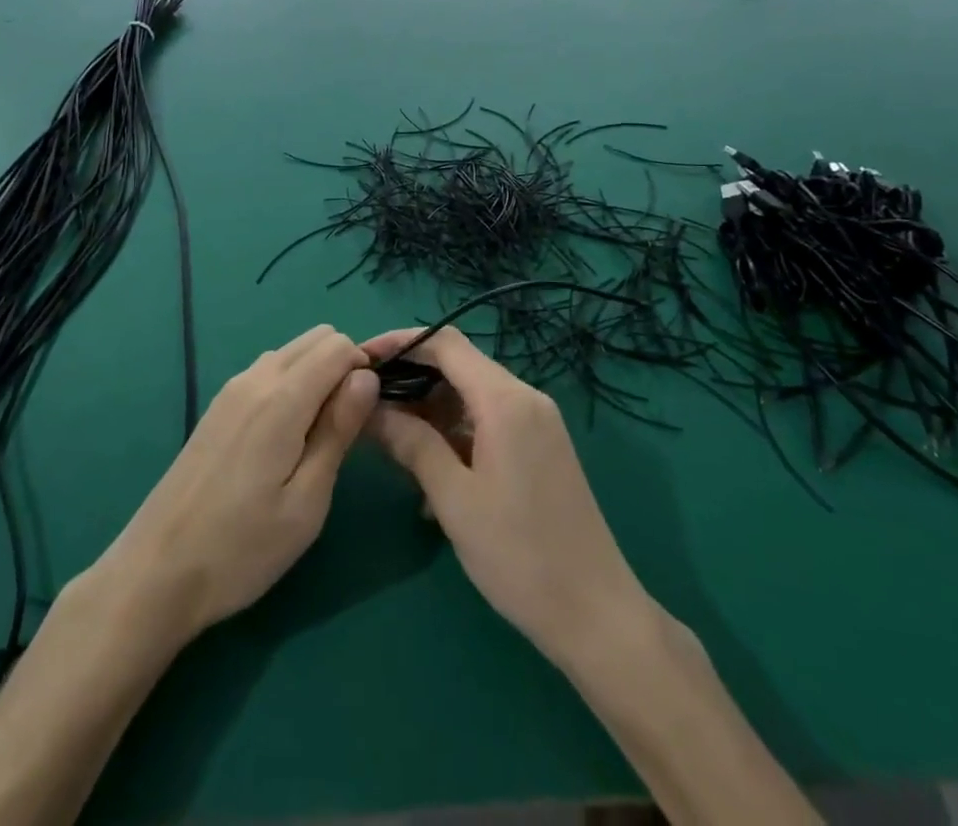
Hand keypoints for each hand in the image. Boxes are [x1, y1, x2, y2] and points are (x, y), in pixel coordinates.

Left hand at [88, 326, 378, 649]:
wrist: (155, 573)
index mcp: (281, 398)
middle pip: (315, 339)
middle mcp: (255, 378)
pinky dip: (290, 386)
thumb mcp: (307, 501)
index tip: (366, 416)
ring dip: (316, 376)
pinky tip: (284, 441)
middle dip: (342, 367)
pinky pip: (267, 372)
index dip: (363, 370)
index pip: (338, 345)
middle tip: (345, 428)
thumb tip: (366, 378)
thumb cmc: (241, 548)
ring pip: (291, 353)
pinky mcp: (218, 407)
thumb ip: (338, 430)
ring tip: (316, 439)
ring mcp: (231, 390)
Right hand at [362, 326, 651, 670]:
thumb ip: (412, 444)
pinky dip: (454, 433)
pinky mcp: (540, 447)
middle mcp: (524, 398)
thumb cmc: (519, 555)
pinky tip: (427, 471)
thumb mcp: (454, 499)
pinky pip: (488, 421)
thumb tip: (371, 409)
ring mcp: (536, 422)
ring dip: (430, 410)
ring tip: (388, 440)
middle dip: (410, 378)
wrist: (596, 614)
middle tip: (366, 403)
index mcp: (505, 400)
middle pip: (458, 365)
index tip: (361, 359)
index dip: (400, 342)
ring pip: (471, 395)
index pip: (445, 343)